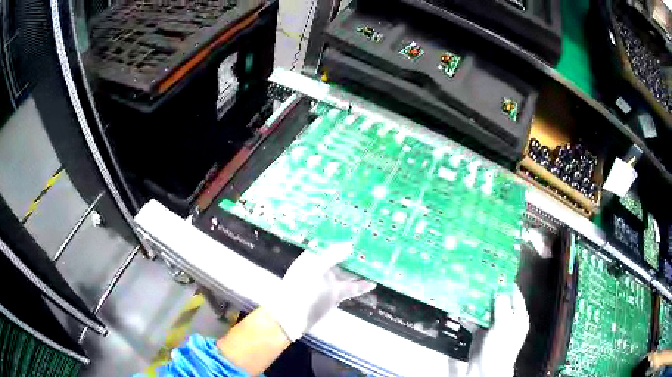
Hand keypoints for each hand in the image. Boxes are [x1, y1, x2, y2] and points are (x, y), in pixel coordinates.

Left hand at [264, 243, 376, 340]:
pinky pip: (351, 287)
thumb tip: (350, 245)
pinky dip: (362, 285)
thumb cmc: (300, 288)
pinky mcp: (336, 295)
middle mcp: (323, 268)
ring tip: (378, 262)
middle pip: (342, 258)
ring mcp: (330, 282)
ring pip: (349, 273)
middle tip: (374, 247)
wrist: (293, 316)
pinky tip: (373, 282)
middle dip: (356, 253)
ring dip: (362, 269)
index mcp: (313, 258)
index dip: (343, 239)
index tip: (359, 234)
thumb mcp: (315, 268)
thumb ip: (332, 256)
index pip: (330, 244)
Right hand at [467, 285, 528, 376]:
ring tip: (467, 292)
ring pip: (485, 311)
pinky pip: (474, 322)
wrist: (485, 372)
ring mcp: (493, 327)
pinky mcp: (480, 334)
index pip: (514, 295)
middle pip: (498, 302)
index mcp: (518, 317)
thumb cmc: (500, 348)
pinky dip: (468, 317)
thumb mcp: (504, 326)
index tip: (495, 273)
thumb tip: (499, 291)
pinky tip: (461, 311)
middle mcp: (506, 320)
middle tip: (478, 280)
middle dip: (488, 293)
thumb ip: (502, 307)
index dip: (506, 284)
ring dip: (476, 304)